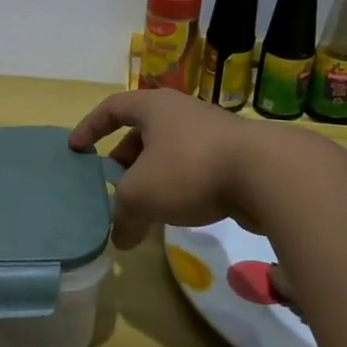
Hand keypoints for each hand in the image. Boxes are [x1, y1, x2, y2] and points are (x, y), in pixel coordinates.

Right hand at [69, 90, 279, 248]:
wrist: (269, 175)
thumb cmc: (190, 169)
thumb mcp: (141, 195)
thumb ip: (122, 216)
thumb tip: (119, 239)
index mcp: (154, 107)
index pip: (112, 108)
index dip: (90, 127)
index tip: (76, 149)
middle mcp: (182, 112)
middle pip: (142, 131)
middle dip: (124, 158)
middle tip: (113, 184)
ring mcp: (212, 133)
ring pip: (170, 151)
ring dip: (153, 175)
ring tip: (144, 205)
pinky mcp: (236, 157)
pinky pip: (195, 168)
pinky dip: (180, 186)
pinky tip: (179, 213)